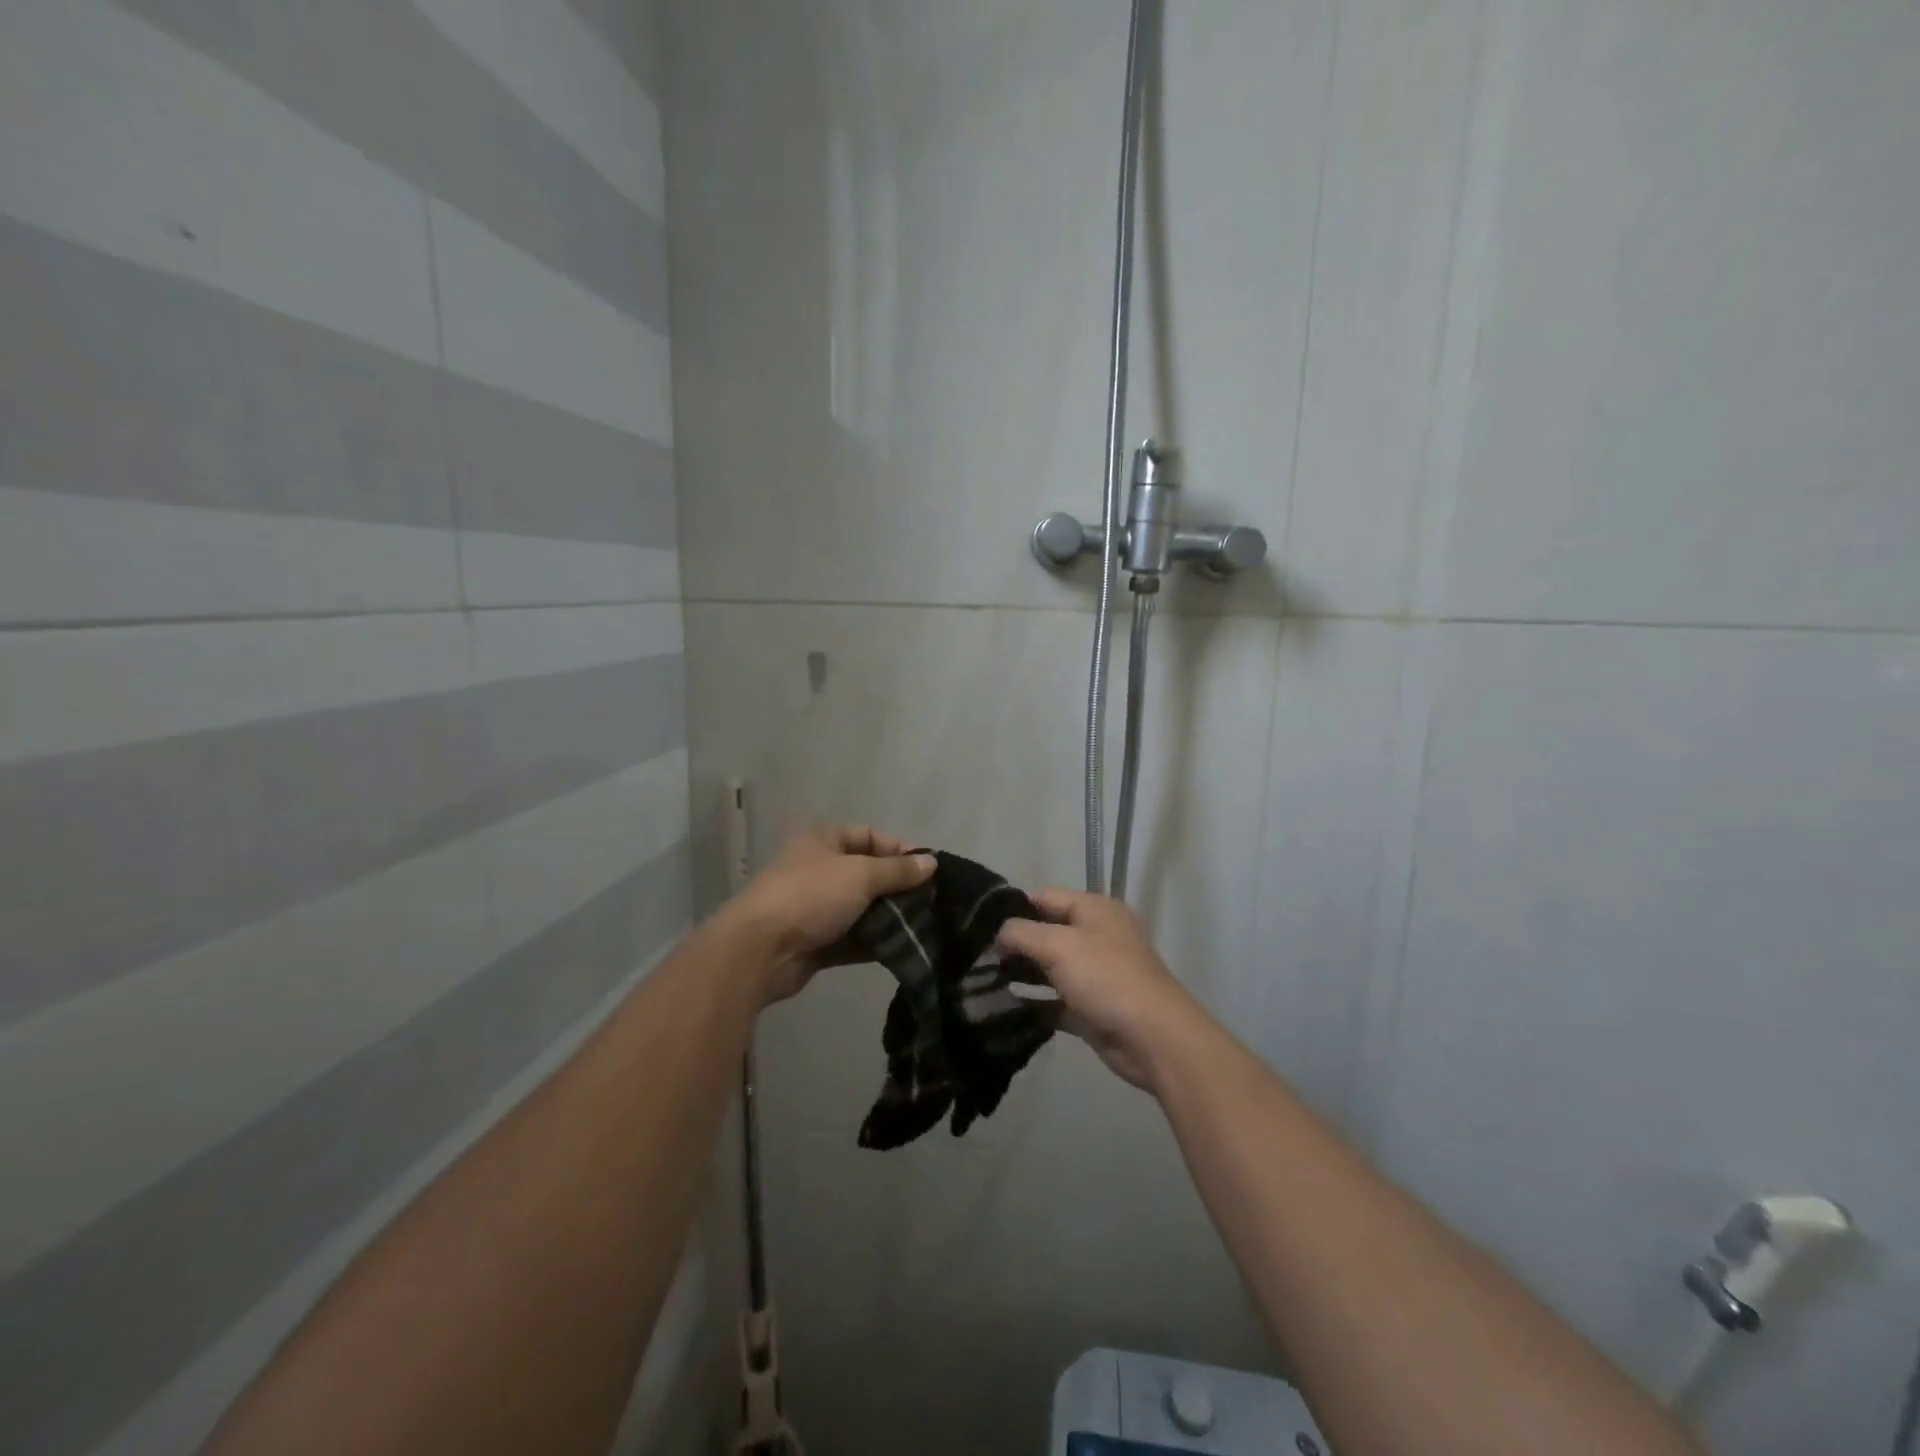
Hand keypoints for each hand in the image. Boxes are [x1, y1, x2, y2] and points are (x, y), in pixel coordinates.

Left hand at [723, 825, 934, 1003]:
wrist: (760, 950)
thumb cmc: (811, 896)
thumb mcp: (861, 875)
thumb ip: (898, 870)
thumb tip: (932, 863)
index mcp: (822, 839)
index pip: (869, 835)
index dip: (899, 849)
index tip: (928, 869)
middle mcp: (818, 868)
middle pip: (867, 872)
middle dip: (898, 887)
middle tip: (930, 901)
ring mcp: (815, 906)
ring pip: (862, 907)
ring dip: (889, 916)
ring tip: (923, 926)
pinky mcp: (816, 941)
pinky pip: (853, 937)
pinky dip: (874, 941)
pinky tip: (903, 948)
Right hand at [996, 888, 1210, 1091]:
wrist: (1153, 1038)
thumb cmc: (1106, 977)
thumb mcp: (1059, 945)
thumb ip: (1022, 933)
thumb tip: (999, 934)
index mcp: (1095, 910)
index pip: (1046, 897)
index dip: (1015, 908)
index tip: (980, 925)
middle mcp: (1096, 936)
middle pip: (1047, 932)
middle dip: (1015, 944)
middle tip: (977, 957)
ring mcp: (1095, 974)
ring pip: (1050, 968)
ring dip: (1022, 975)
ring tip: (983, 982)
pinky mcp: (1091, 1009)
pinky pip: (1056, 1002)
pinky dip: (1035, 1004)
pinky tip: (1005, 1008)